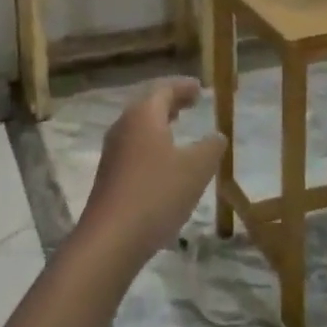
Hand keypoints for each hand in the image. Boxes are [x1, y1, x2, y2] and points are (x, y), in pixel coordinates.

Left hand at [77, 79, 223, 271]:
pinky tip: (163, 162)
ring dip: (160, 124)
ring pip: (139, 127)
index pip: (164, 89)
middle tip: (191, 103)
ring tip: (178, 127)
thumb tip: (217, 136)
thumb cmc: (157, 193)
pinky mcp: (109, 176)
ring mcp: (113, 152)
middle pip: (148, 105)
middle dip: (171, 102)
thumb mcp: (196, 168)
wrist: (111, 239)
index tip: (200, 87)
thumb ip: (211, 147)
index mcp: (143, 116)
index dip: (183, 87)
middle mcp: (124, 127)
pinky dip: (152, 144)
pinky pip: (134, 148)